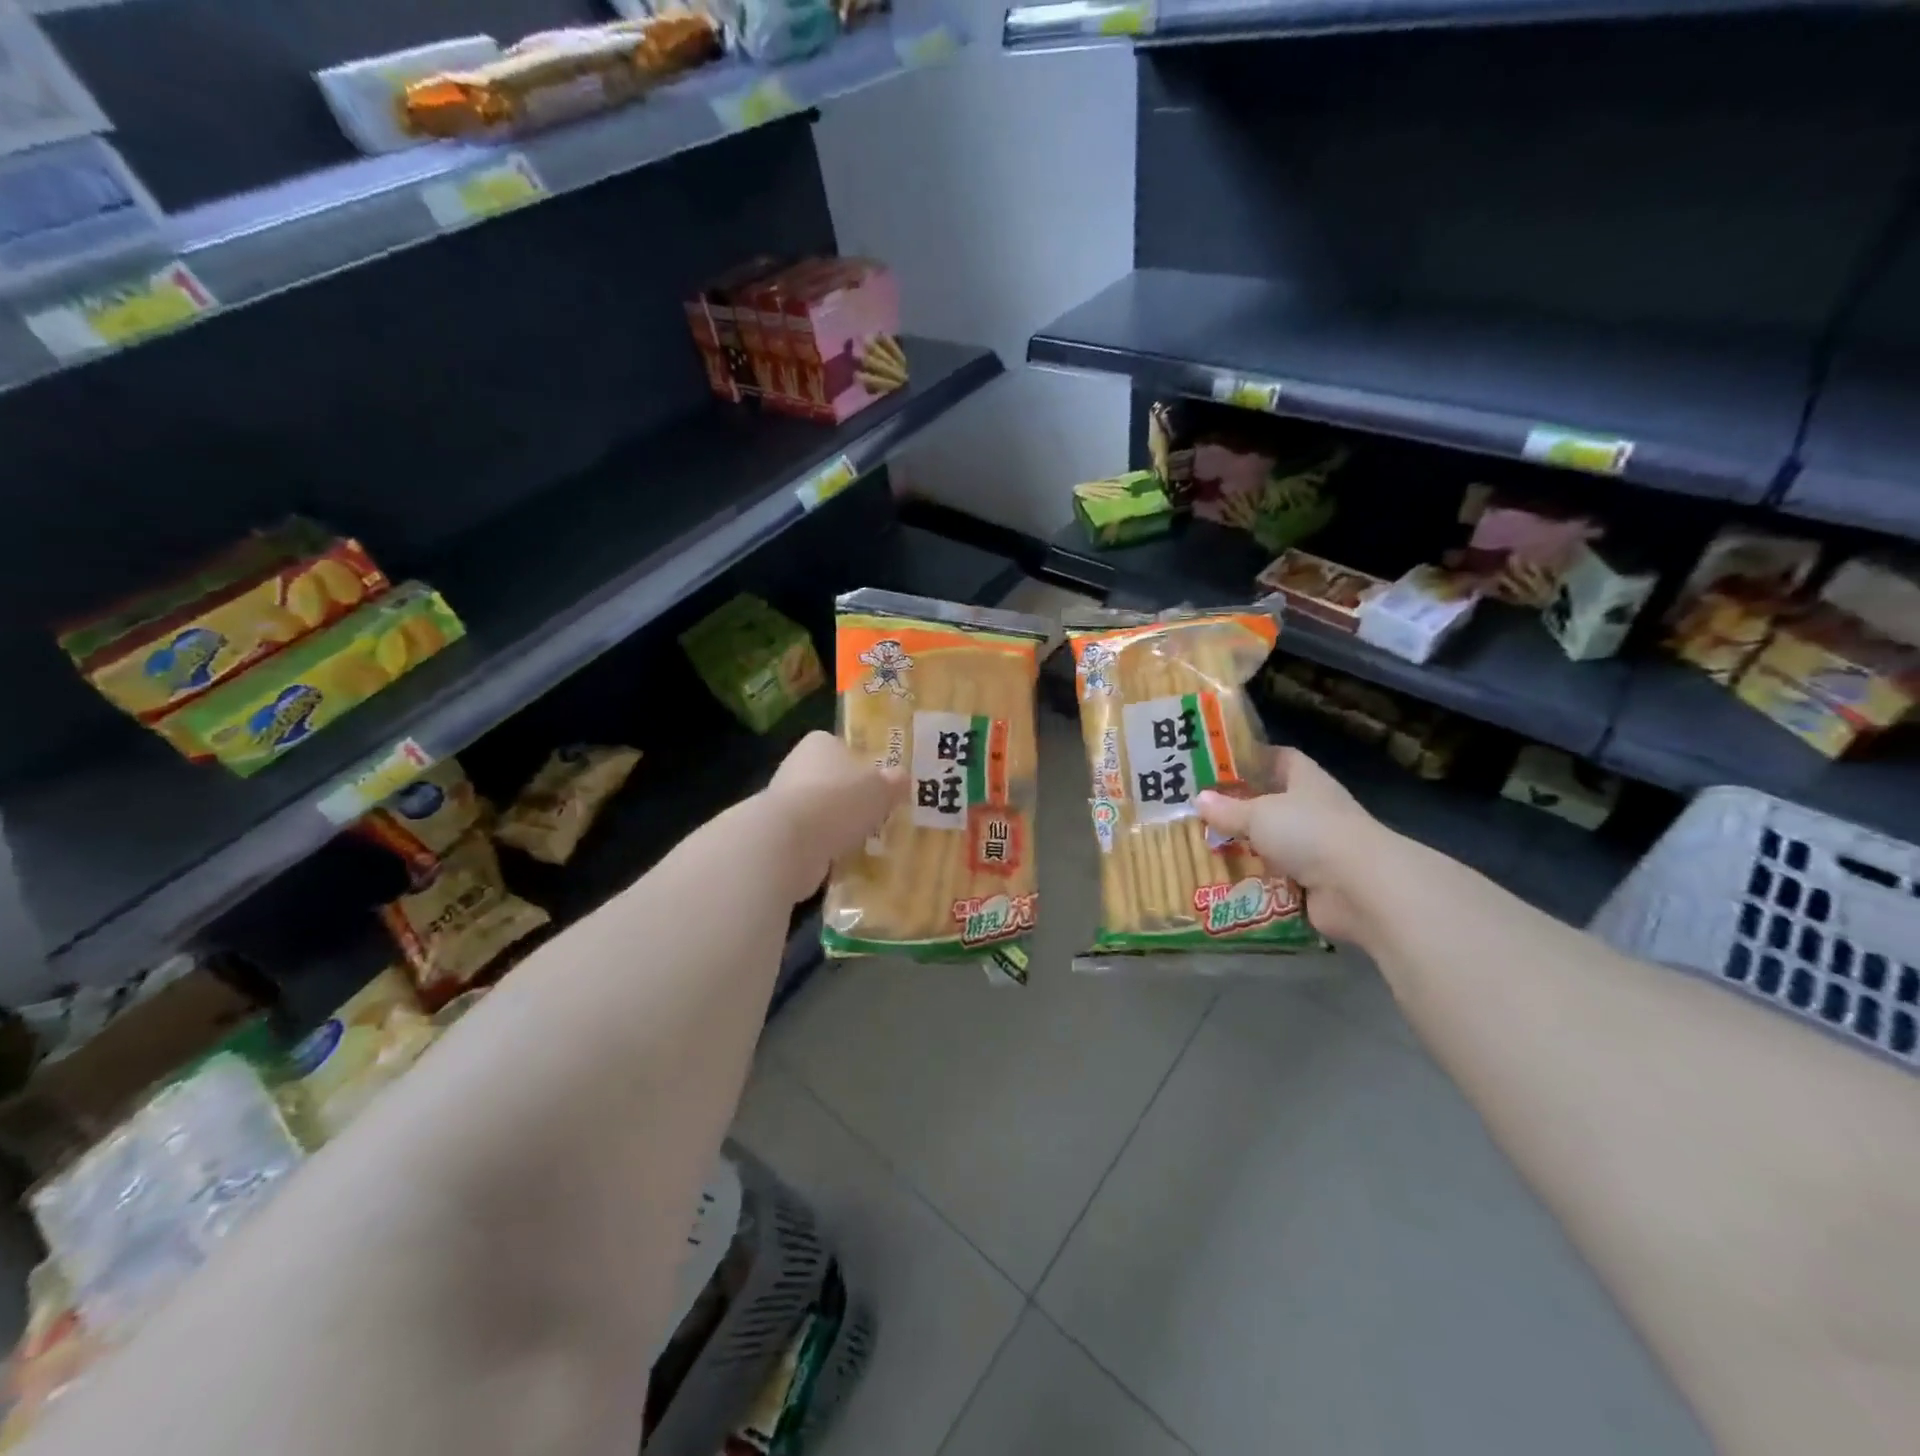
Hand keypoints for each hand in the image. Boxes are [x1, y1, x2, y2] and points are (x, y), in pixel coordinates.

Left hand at [763, 732, 905, 900]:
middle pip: (832, 780)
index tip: (881, 784)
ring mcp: (784, 801)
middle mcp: (797, 765)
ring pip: (822, 811)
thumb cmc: (840, 800)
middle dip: (852, 798)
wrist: (790, 841)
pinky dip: (826, 847)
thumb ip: (894, 782)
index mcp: (820, 743)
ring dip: (839, 825)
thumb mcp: (882, 788)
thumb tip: (900, 778)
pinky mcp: (778, 833)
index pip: (843, 747)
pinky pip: (812, 838)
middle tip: (879, 815)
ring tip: (866, 841)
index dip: (863, 764)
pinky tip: (845, 858)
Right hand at [1196, 748, 1390, 946]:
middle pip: (1272, 802)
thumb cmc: (1310, 832)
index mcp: (1306, 781)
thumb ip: (1228, 809)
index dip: (1252, 758)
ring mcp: (1316, 848)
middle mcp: (1313, 810)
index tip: (1218, 764)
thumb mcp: (1259, 814)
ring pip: (1271, 842)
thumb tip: (1199, 799)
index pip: (1280, 759)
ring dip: (1244, 847)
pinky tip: (1221, 880)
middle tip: (1199, 810)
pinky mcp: (1313, 883)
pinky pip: (1275, 877)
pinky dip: (1253, 880)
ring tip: (1202, 846)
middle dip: (1239, 807)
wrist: (1360, 888)